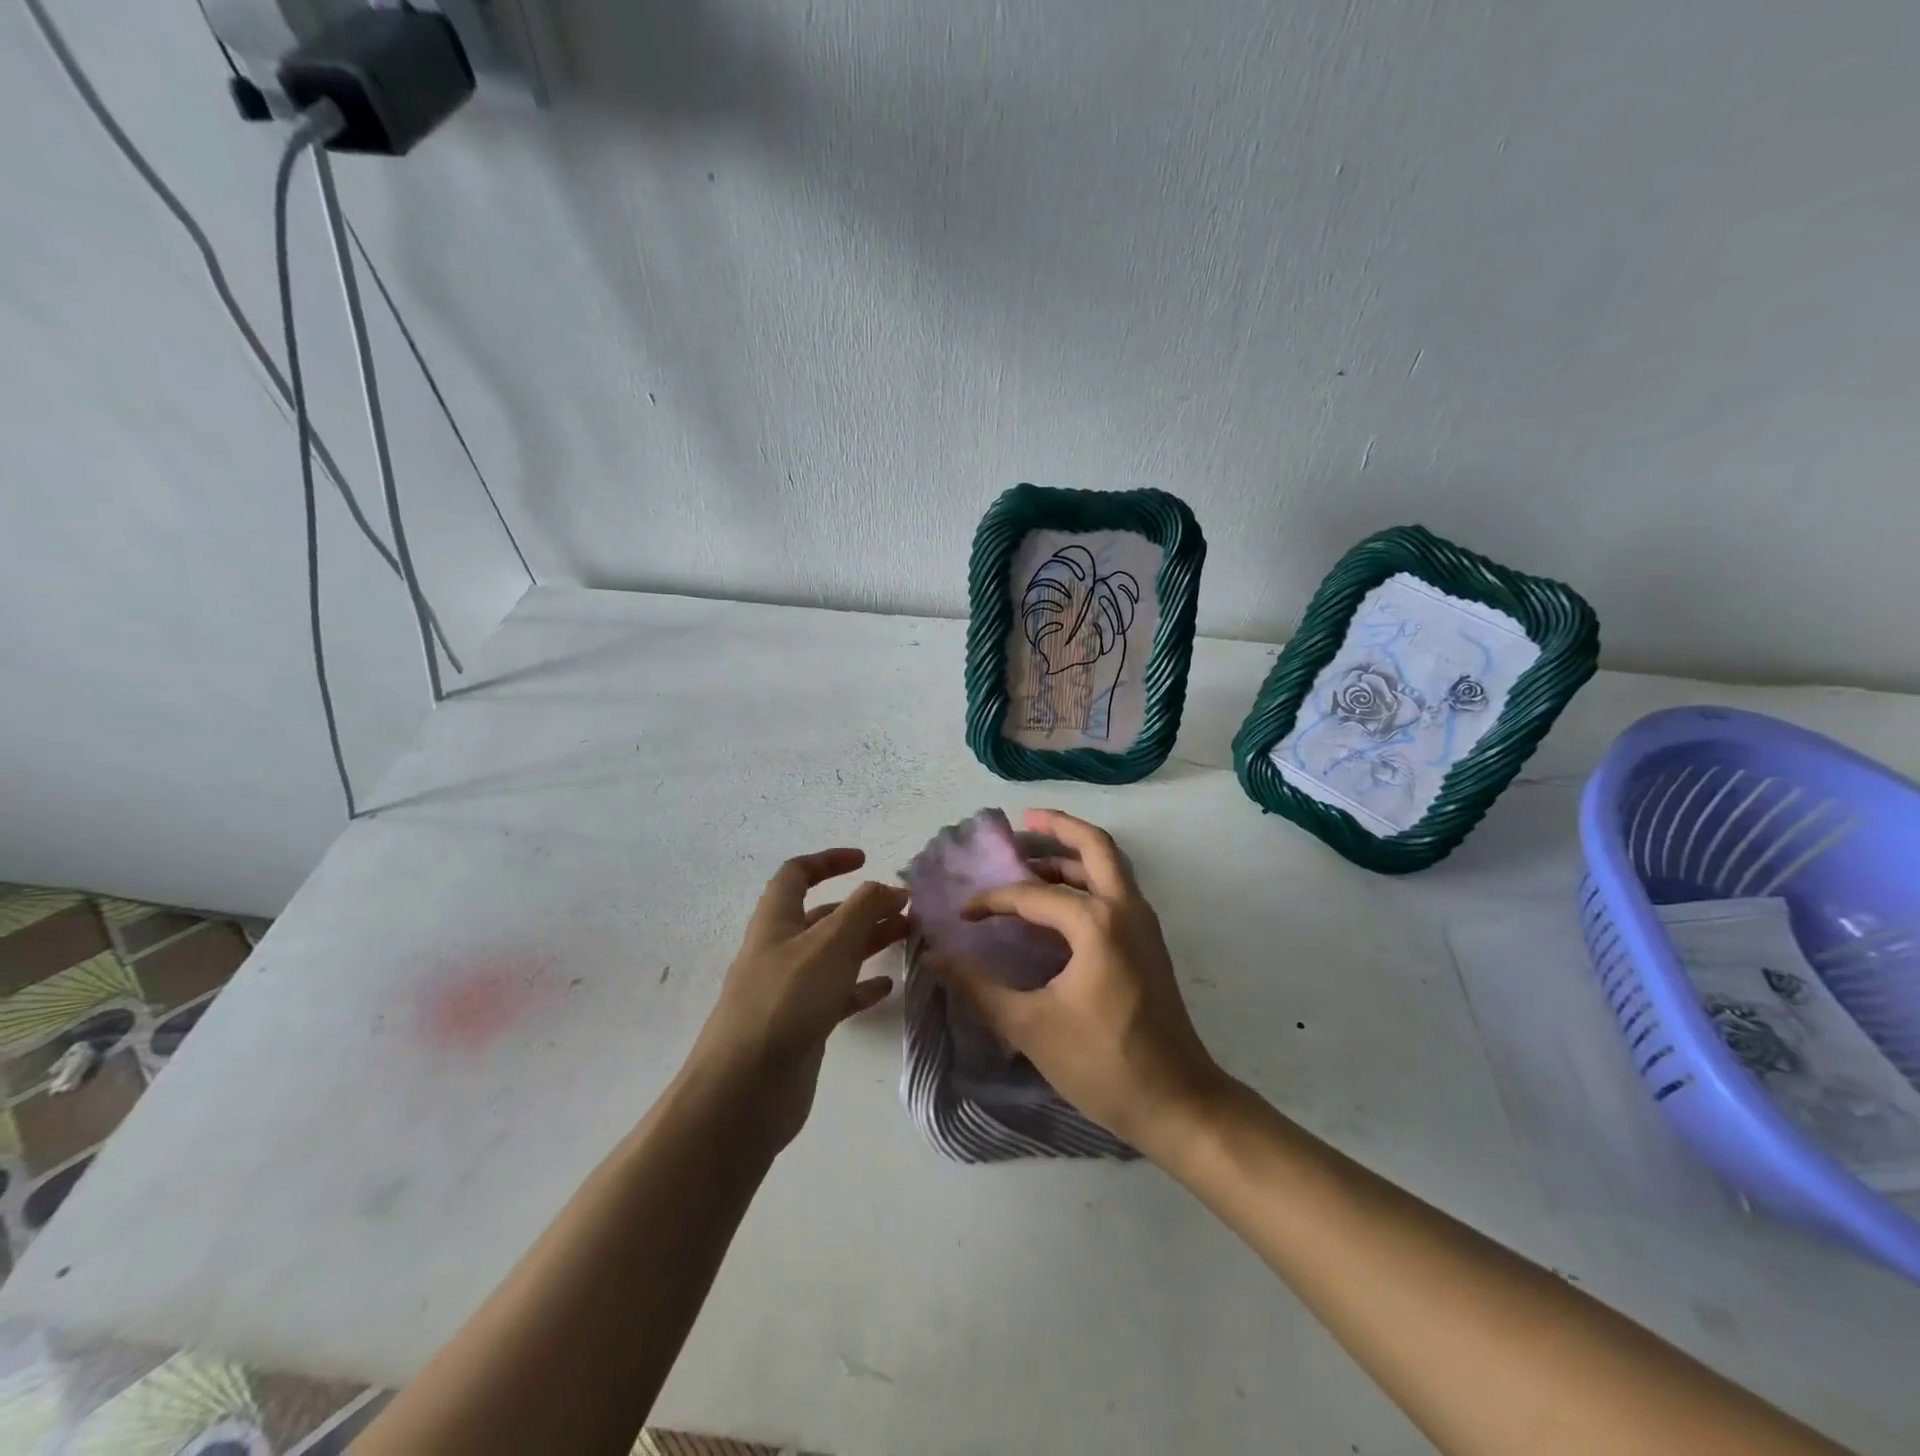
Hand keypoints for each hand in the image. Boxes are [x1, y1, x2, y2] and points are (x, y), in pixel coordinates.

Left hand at [689, 849, 906, 1150]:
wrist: (745, 1089)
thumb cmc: (787, 1001)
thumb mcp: (831, 943)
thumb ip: (863, 909)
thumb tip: (886, 887)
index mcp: (776, 920)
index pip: (797, 874)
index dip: (829, 861)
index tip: (866, 861)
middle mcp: (779, 950)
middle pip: (823, 916)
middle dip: (864, 907)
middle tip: (906, 910)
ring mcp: (788, 990)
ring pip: (833, 955)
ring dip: (868, 942)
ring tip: (907, 939)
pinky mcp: (800, 1025)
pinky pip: (835, 994)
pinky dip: (860, 985)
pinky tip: (886, 986)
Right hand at [931, 810, 1223, 1152]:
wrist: (1178, 1103)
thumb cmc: (1103, 1063)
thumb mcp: (1030, 1026)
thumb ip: (978, 987)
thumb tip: (935, 957)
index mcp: (1096, 923)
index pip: (1032, 895)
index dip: (992, 902)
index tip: (963, 916)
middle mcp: (1125, 909)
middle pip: (1095, 846)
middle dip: (1058, 828)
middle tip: (1023, 822)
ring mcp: (1144, 925)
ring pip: (1110, 867)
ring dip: (1074, 854)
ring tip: (1033, 857)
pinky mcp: (1150, 944)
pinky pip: (1117, 891)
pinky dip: (1089, 879)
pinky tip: (1061, 903)